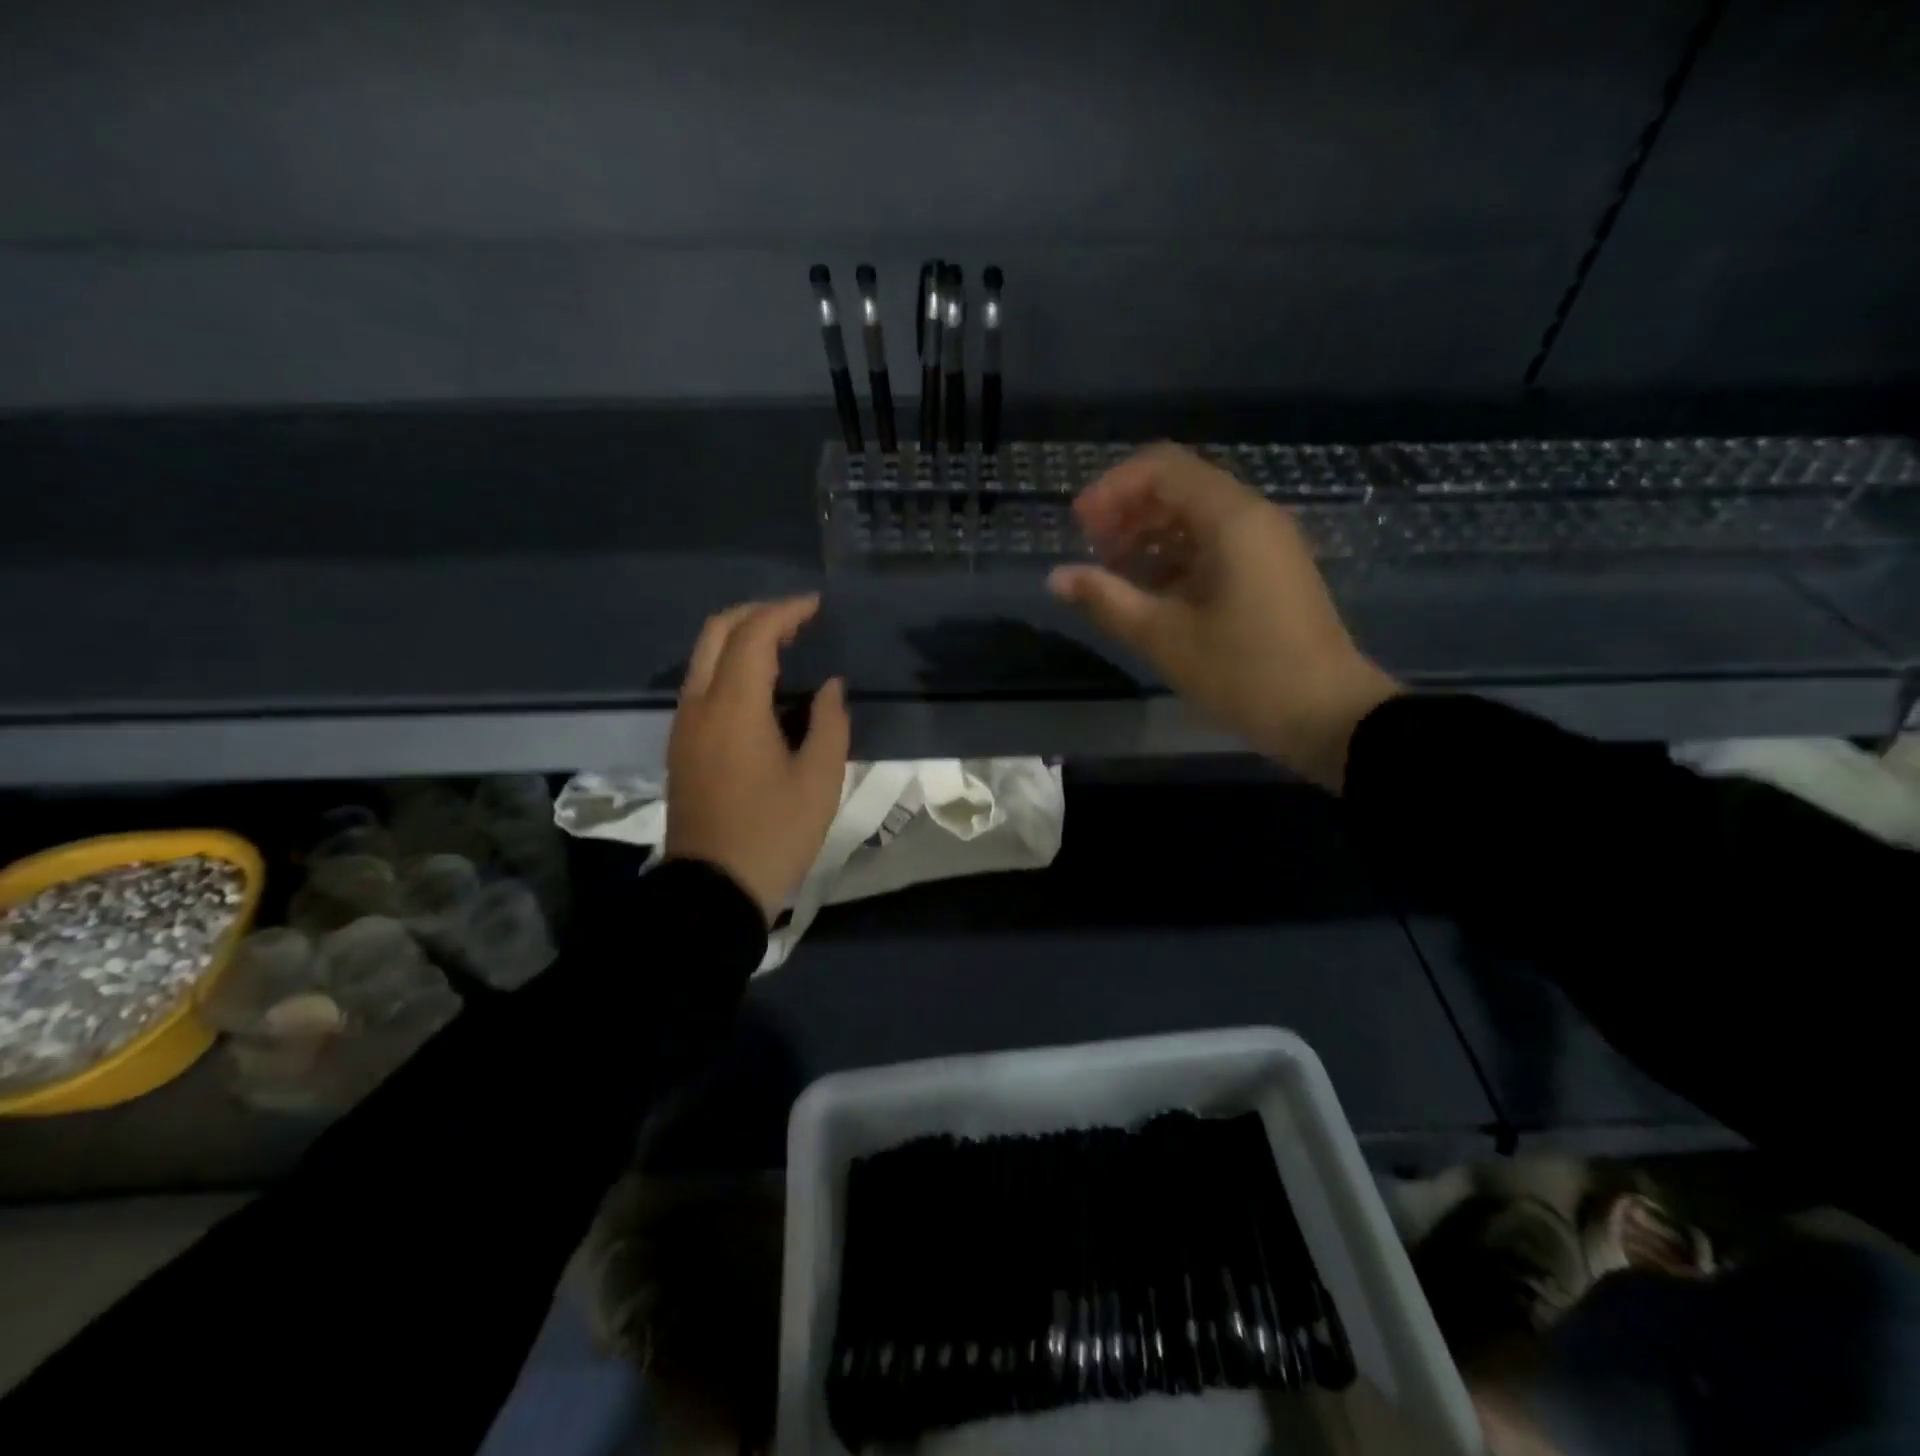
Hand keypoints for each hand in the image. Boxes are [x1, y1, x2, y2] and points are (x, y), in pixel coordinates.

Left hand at [664, 596, 850, 921]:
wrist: (713, 890)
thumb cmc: (774, 834)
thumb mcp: (820, 781)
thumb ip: (830, 723)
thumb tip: (829, 688)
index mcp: (734, 707)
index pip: (755, 634)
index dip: (786, 612)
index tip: (818, 607)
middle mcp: (699, 704)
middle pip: (717, 632)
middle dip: (757, 613)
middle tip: (797, 618)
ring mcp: (684, 725)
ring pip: (704, 656)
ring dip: (740, 638)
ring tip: (785, 647)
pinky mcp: (681, 745)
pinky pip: (702, 684)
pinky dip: (730, 666)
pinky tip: (762, 687)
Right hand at [1048, 444, 1398, 790]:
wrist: (1328, 715)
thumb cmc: (1244, 673)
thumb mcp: (1164, 637)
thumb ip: (1106, 599)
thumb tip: (1057, 578)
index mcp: (1231, 519)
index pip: (1162, 468)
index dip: (1112, 488)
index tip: (1079, 527)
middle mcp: (1253, 517)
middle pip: (1180, 486)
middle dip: (1129, 511)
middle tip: (1093, 550)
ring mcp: (1267, 544)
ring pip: (1197, 517)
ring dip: (1150, 535)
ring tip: (1114, 574)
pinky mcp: (1271, 572)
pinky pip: (1215, 545)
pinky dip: (1176, 557)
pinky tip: (1151, 593)